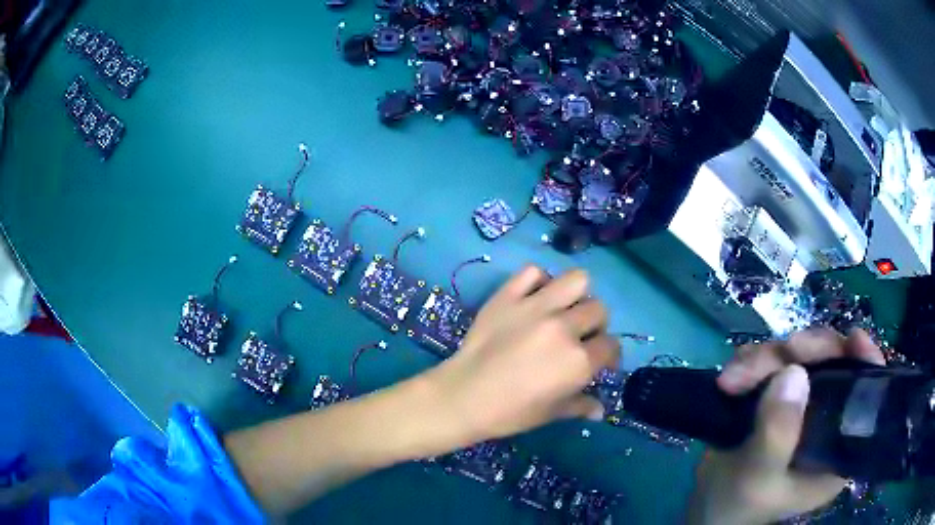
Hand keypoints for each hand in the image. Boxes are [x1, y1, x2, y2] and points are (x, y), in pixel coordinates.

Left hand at [427, 265, 619, 442]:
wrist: (463, 396)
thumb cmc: (511, 412)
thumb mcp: (552, 413)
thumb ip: (581, 405)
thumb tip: (600, 411)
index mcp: (579, 360)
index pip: (611, 345)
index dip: (609, 354)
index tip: (600, 360)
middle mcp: (564, 327)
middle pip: (598, 310)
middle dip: (595, 325)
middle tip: (579, 336)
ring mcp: (536, 307)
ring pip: (577, 280)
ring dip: (576, 295)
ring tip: (563, 309)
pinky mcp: (509, 295)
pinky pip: (533, 272)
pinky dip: (539, 280)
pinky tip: (534, 297)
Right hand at [687, 328, 885, 524]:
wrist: (705, 507)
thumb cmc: (738, 505)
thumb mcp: (758, 479)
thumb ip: (777, 435)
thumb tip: (793, 373)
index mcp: (838, 446)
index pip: (866, 395)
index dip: (865, 361)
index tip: (852, 339)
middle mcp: (829, 418)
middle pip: (833, 361)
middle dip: (802, 353)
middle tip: (774, 357)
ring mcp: (804, 404)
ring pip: (802, 355)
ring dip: (767, 357)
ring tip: (733, 378)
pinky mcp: (780, 396)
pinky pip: (775, 360)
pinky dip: (753, 361)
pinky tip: (733, 375)